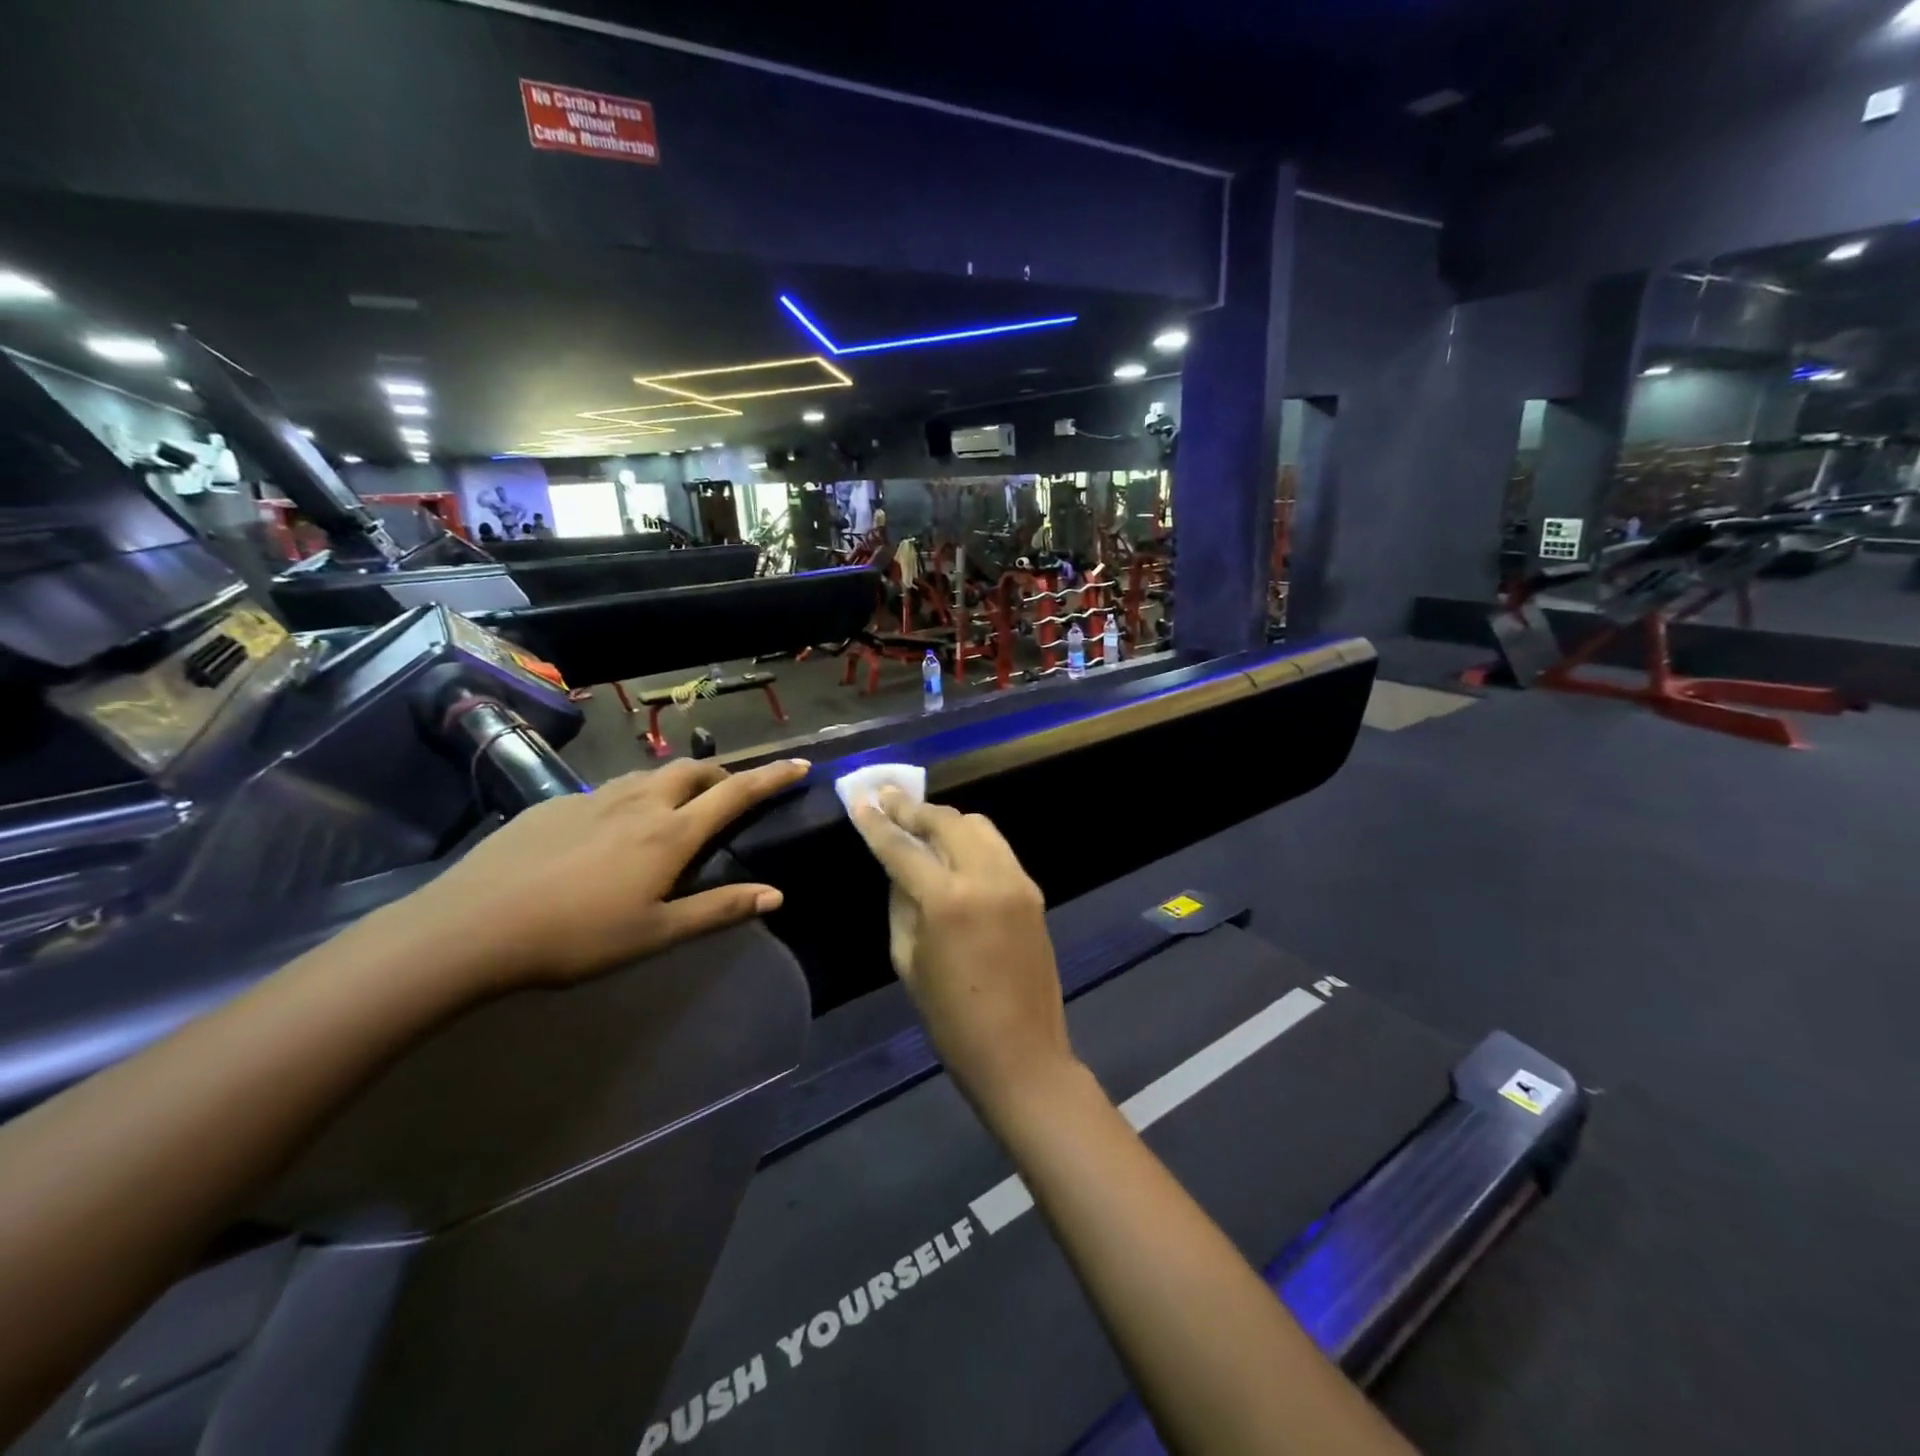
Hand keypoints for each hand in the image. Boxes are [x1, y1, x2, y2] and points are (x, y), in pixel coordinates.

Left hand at [393, 758, 808, 993]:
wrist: (472, 927)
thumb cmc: (576, 937)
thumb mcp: (656, 934)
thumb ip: (718, 909)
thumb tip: (776, 894)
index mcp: (670, 833)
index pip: (735, 794)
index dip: (772, 777)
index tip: (800, 764)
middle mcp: (639, 803)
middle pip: (693, 771)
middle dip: (722, 775)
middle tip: (731, 793)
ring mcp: (594, 798)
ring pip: (650, 775)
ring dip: (677, 782)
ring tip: (677, 806)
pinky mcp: (555, 804)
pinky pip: (610, 789)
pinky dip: (633, 796)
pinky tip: (612, 829)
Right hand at [851, 789, 1076, 1122]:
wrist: (1021, 1051)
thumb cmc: (950, 1018)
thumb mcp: (908, 960)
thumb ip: (902, 903)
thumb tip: (900, 867)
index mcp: (947, 900)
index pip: (903, 848)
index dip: (878, 823)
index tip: (861, 800)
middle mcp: (986, 877)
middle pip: (946, 821)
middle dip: (913, 808)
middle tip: (888, 798)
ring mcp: (1016, 880)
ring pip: (978, 826)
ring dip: (946, 820)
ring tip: (920, 822)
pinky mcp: (1033, 890)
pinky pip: (997, 848)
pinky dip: (971, 840)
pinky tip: (954, 850)